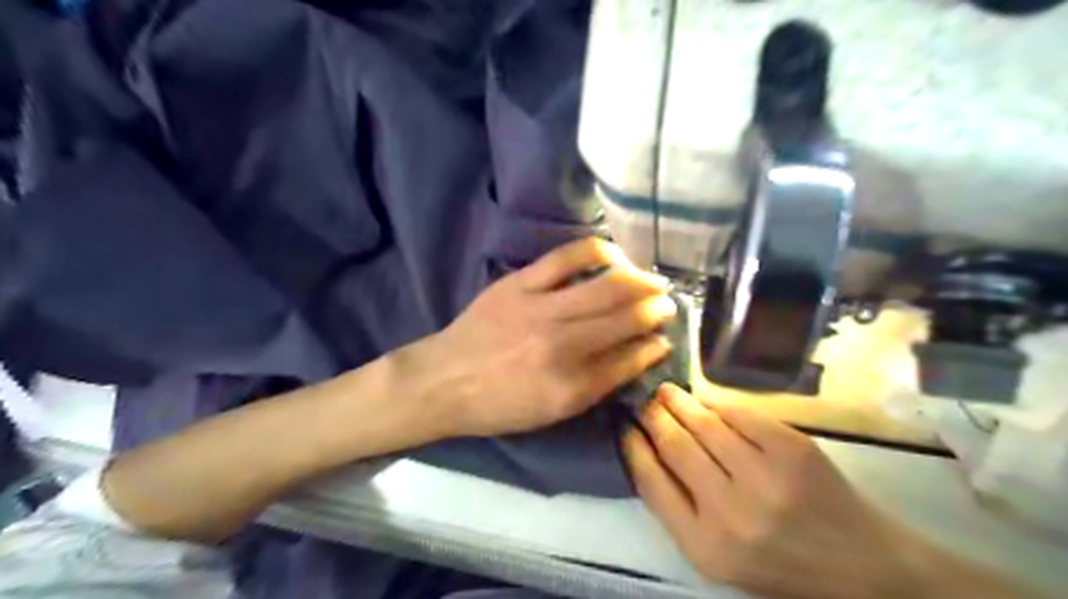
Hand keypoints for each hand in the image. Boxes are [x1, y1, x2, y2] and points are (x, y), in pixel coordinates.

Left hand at [410, 235, 673, 436]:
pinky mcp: (519, 284)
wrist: (442, 381)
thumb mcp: (552, 412)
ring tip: (654, 281)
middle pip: (624, 319)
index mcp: (570, 386)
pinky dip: (597, 252)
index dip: (653, 346)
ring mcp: (540, 309)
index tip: (665, 337)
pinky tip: (615, 254)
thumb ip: (598, 384)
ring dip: (639, 282)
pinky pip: (565, 258)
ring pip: (605, 288)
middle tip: (670, 304)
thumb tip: (638, 355)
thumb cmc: (498, 405)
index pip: (628, 359)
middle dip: (655, 310)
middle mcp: (562, 345)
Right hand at [629, 384, 918, 598]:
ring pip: (704, 423)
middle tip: (644, 401)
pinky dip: (716, 402)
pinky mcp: (793, 449)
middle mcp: (730, 512)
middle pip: (675, 445)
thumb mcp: (717, 556)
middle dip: (653, 416)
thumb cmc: (780, 564)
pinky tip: (704, 398)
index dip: (633, 446)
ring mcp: (765, 477)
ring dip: (679, 401)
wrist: (863, 567)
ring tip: (667, 391)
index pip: (651, 482)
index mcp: (704, 546)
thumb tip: (647, 450)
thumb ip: (679, 509)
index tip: (625, 426)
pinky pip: (740, 414)